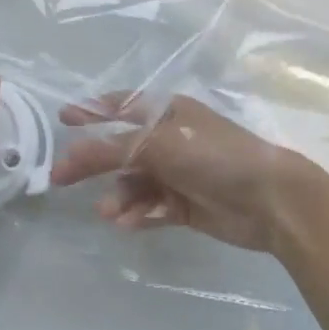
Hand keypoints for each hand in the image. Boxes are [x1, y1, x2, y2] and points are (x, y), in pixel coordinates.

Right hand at [49, 93, 325, 254]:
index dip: (93, 111)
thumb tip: (71, 153)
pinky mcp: (185, 205)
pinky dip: (139, 214)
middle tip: (59, 178)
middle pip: (121, 149)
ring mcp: (178, 173)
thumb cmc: (213, 156)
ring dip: (119, 196)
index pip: (122, 106)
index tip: (63, 118)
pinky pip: (151, 207)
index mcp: (168, 112)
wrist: (270, 200)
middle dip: (92, 163)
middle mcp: (170, 139)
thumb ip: (112, 148)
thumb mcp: (158, 144)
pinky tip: (129, 223)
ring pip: (134, 183)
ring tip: (109, 213)